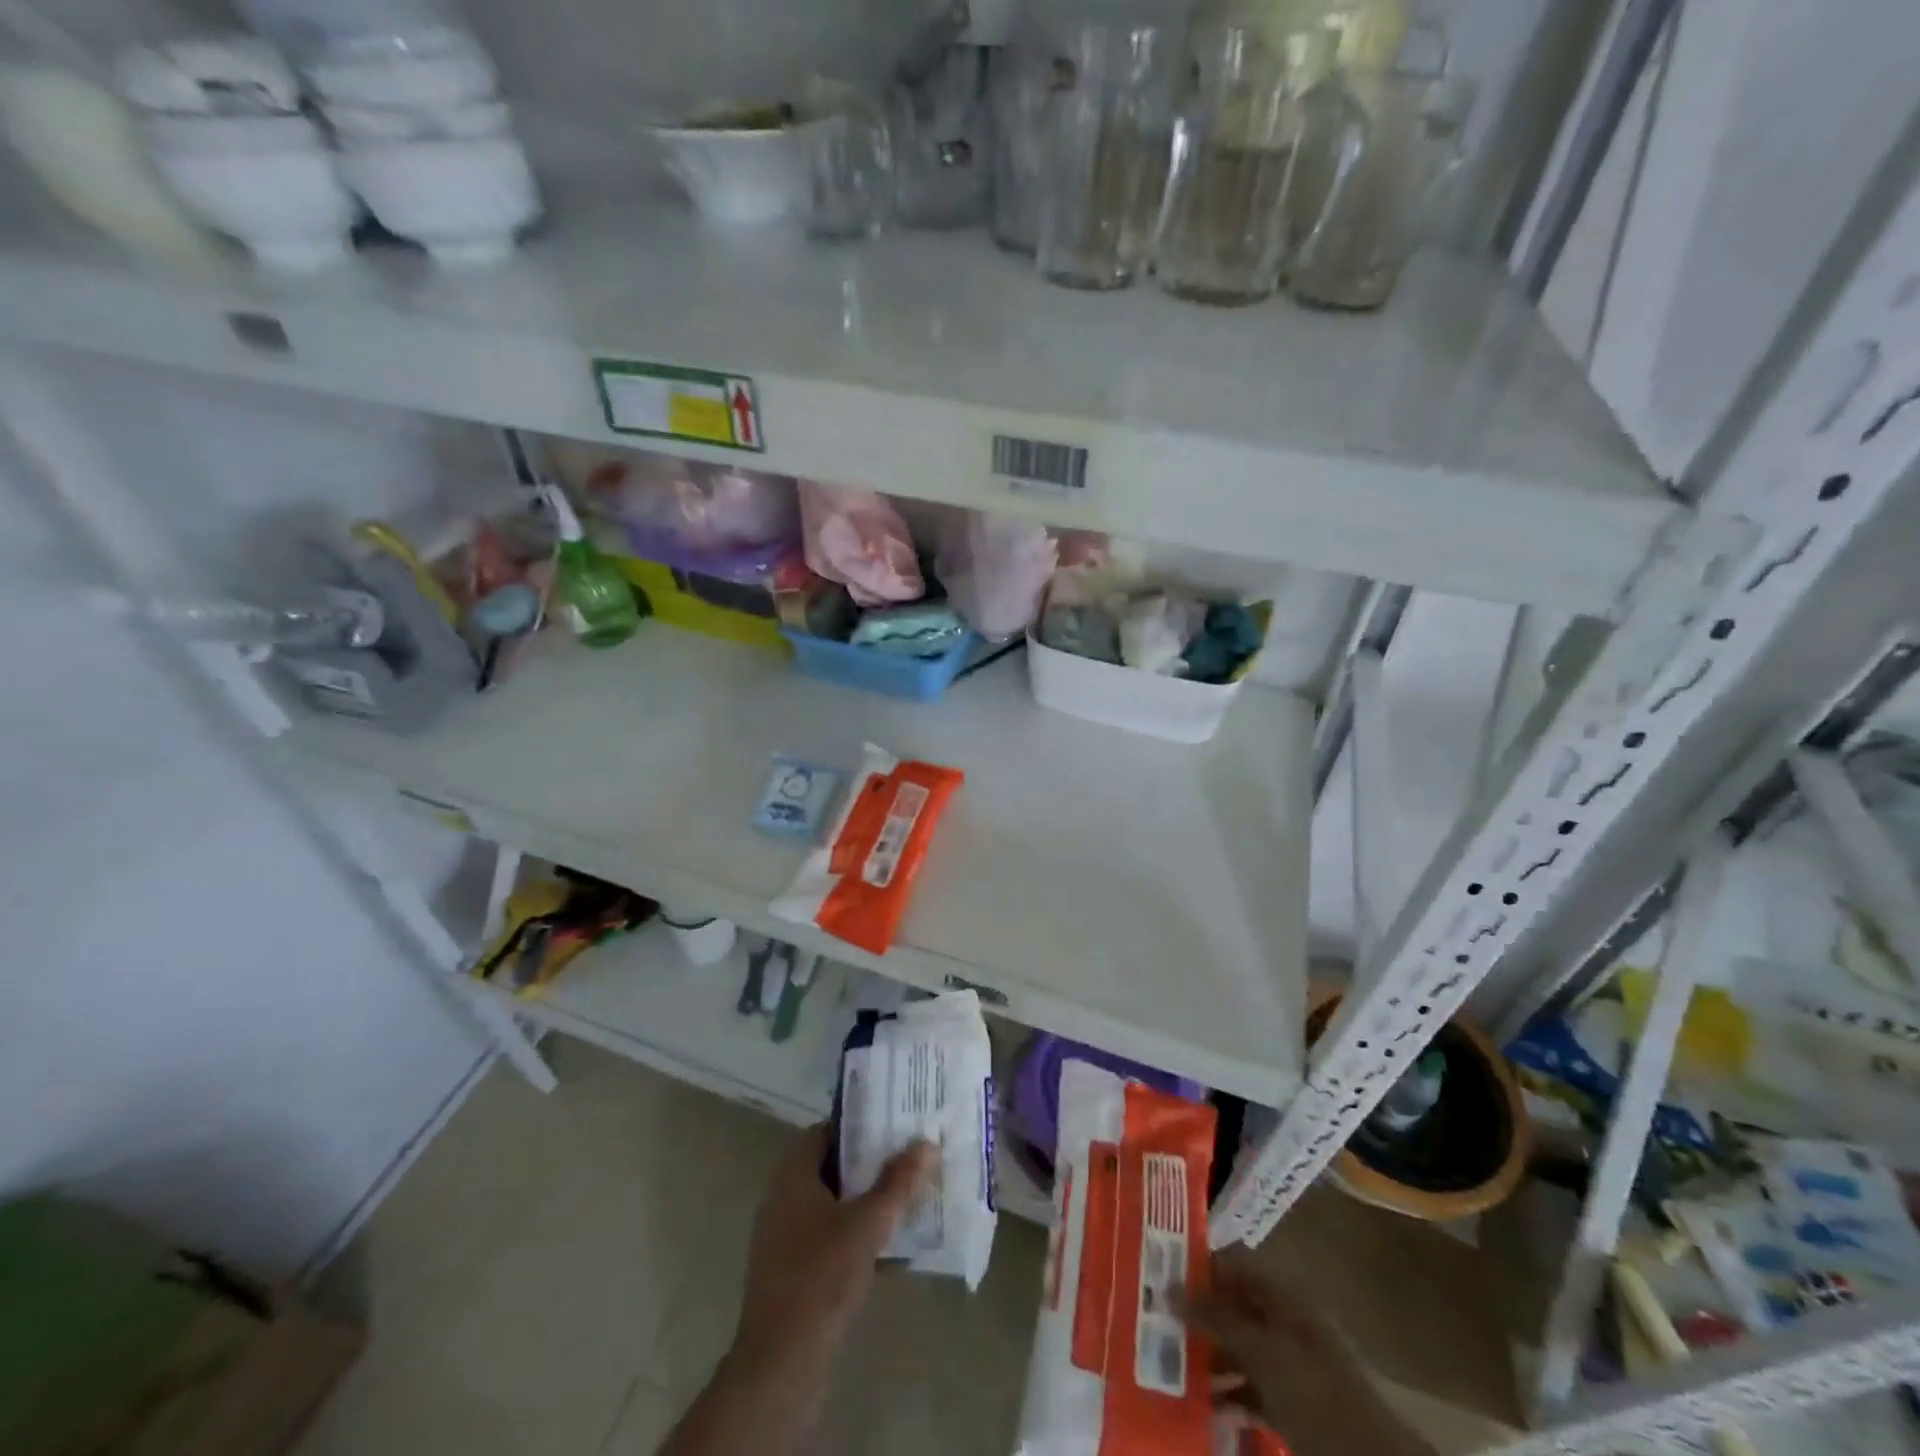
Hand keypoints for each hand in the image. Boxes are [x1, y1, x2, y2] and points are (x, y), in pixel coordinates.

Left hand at [728, 1125, 936, 1407]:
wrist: (780, 1365)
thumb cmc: (820, 1278)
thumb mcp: (868, 1225)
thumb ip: (898, 1183)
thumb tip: (927, 1143)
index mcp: (793, 1176)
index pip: (827, 1131)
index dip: (860, 1124)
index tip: (894, 1124)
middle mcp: (784, 1198)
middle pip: (833, 1166)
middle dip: (871, 1163)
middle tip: (909, 1157)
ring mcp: (786, 1237)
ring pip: (834, 1204)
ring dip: (868, 1200)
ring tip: (909, 1197)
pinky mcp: (794, 1271)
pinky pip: (831, 1236)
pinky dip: (858, 1233)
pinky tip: (893, 1247)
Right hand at [1182, 1250, 1432, 1455]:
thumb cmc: (1316, 1395)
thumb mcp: (1263, 1352)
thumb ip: (1216, 1318)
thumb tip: (1166, 1285)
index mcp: (1283, 1298)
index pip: (1233, 1263)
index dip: (1198, 1263)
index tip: (1157, 1270)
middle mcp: (1284, 1323)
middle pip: (1232, 1306)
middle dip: (1195, 1313)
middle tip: (1152, 1318)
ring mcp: (1289, 1367)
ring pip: (1238, 1350)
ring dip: (1207, 1356)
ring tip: (1166, 1363)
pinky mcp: (1291, 1407)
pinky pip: (1249, 1390)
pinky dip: (1226, 1395)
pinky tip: (1201, 1405)